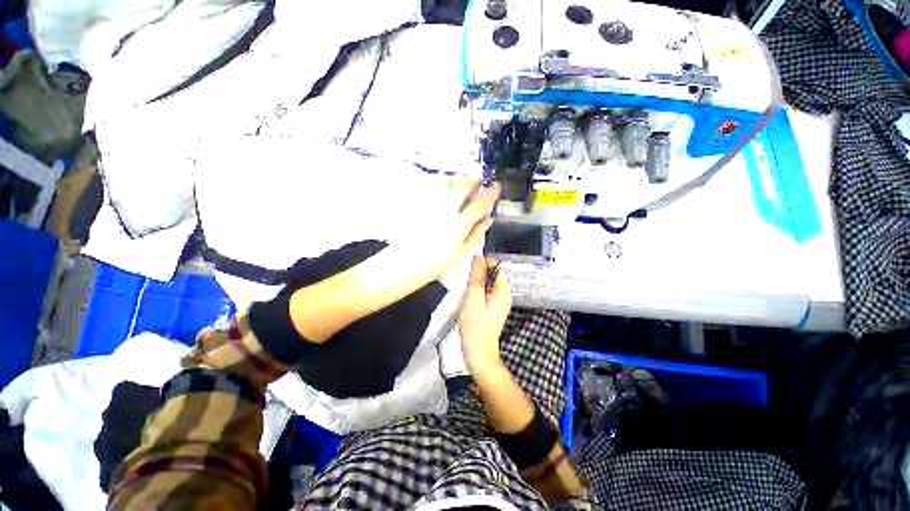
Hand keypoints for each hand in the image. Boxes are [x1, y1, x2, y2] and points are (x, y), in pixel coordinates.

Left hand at [393, 181, 499, 282]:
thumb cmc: (433, 265)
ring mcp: (428, 206)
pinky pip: (427, 186)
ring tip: (459, 183)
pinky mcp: (415, 204)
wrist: (402, 266)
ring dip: (455, 179)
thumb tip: (488, 220)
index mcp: (458, 226)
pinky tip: (441, 187)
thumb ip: (475, 235)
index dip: (490, 195)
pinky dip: (438, 182)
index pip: (478, 205)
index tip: (496, 187)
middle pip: (461, 187)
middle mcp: (444, 212)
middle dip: (472, 181)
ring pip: (444, 182)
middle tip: (478, 182)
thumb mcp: (460, 255)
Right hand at [458, 255, 511, 374]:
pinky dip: (477, 289)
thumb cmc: (475, 327)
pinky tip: (468, 295)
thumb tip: (479, 258)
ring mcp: (498, 302)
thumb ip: (477, 278)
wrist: (478, 353)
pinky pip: (486, 291)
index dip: (483, 262)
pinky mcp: (492, 308)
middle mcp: (503, 294)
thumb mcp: (474, 299)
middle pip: (493, 274)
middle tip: (464, 277)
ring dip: (477, 280)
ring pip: (488, 282)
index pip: (496, 267)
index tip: (469, 265)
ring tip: (464, 285)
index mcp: (502, 291)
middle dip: (479, 271)